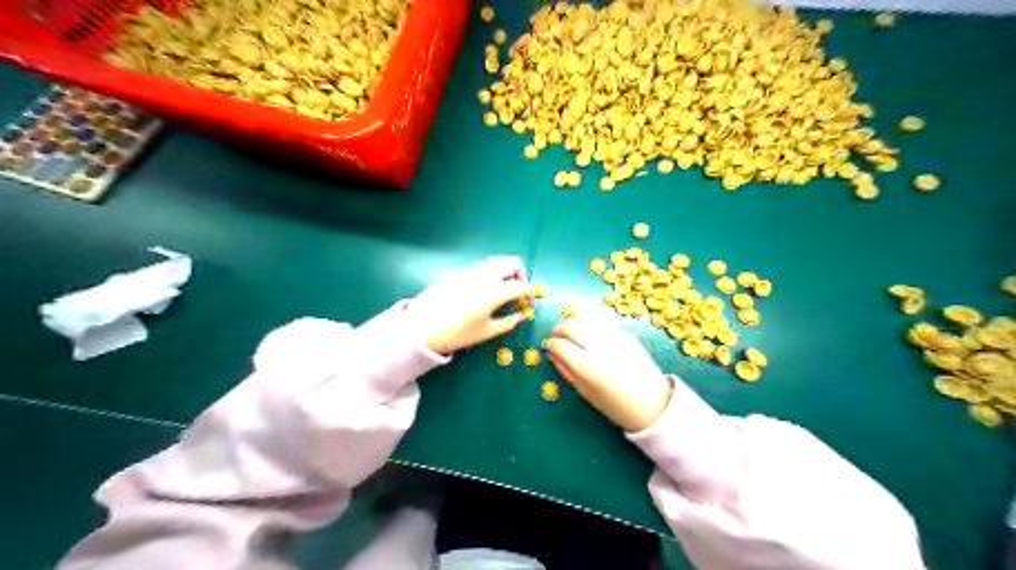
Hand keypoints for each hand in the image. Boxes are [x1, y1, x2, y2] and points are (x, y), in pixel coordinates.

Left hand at [409, 255, 533, 354]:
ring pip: (494, 262)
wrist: (421, 329)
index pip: (519, 285)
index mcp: (492, 293)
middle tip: (517, 287)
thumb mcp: (485, 333)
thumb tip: (522, 315)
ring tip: (500, 288)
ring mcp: (469, 271)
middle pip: (510, 262)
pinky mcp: (458, 271)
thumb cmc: (456, 335)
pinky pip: (479, 267)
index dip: (529, 291)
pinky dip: (488, 273)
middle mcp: (483, 277)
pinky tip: (481, 289)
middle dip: (519, 273)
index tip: (529, 298)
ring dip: (503, 271)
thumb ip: (508, 322)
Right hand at [549, 313, 672, 428]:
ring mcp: (613, 336)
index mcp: (585, 366)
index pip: (559, 345)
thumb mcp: (585, 392)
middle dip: (559, 329)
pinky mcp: (625, 333)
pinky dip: (591, 321)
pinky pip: (602, 319)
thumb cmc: (615, 405)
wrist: (652, 403)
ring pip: (586, 316)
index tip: (549, 346)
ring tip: (573, 329)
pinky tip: (590, 329)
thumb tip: (552, 355)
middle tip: (558, 337)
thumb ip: (566, 371)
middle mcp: (598, 346)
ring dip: (574, 320)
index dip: (550, 344)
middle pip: (569, 326)